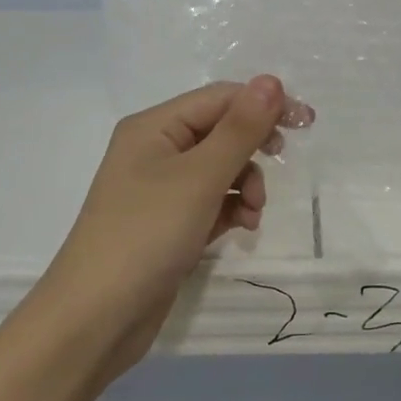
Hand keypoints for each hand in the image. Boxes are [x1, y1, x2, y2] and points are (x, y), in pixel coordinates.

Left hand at [38, 77, 312, 376]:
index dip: (263, 104)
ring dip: (245, 183)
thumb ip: (240, 129)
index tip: (306, 124)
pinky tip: (241, 227)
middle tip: (280, 161)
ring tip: (252, 212)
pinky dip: (230, 208)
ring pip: (220, 168)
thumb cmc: (146, 235)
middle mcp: (155, 149)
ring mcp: (160, 189)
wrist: (95, 319)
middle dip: (252, 148)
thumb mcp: (199, 178)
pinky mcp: (168, 223)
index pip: (220, 98)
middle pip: (220, 131)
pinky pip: (210, 200)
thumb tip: (272, 80)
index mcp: (154, 126)